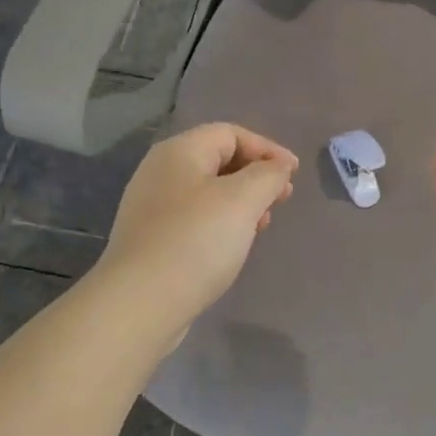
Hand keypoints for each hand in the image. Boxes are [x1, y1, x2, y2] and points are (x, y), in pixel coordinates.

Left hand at [99, 123, 298, 327]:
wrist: (141, 302)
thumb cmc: (196, 240)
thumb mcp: (242, 200)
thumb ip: (268, 175)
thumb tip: (279, 167)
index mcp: (179, 152)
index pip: (230, 133)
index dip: (267, 148)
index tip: (294, 174)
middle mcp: (160, 172)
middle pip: (218, 160)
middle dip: (256, 176)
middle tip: (282, 200)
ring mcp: (152, 207)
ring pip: (208, 192)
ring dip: (241, 202)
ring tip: (262, 225)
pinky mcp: (152, 239)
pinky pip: (195, 218)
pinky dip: (221, 223)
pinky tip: (234, 245)